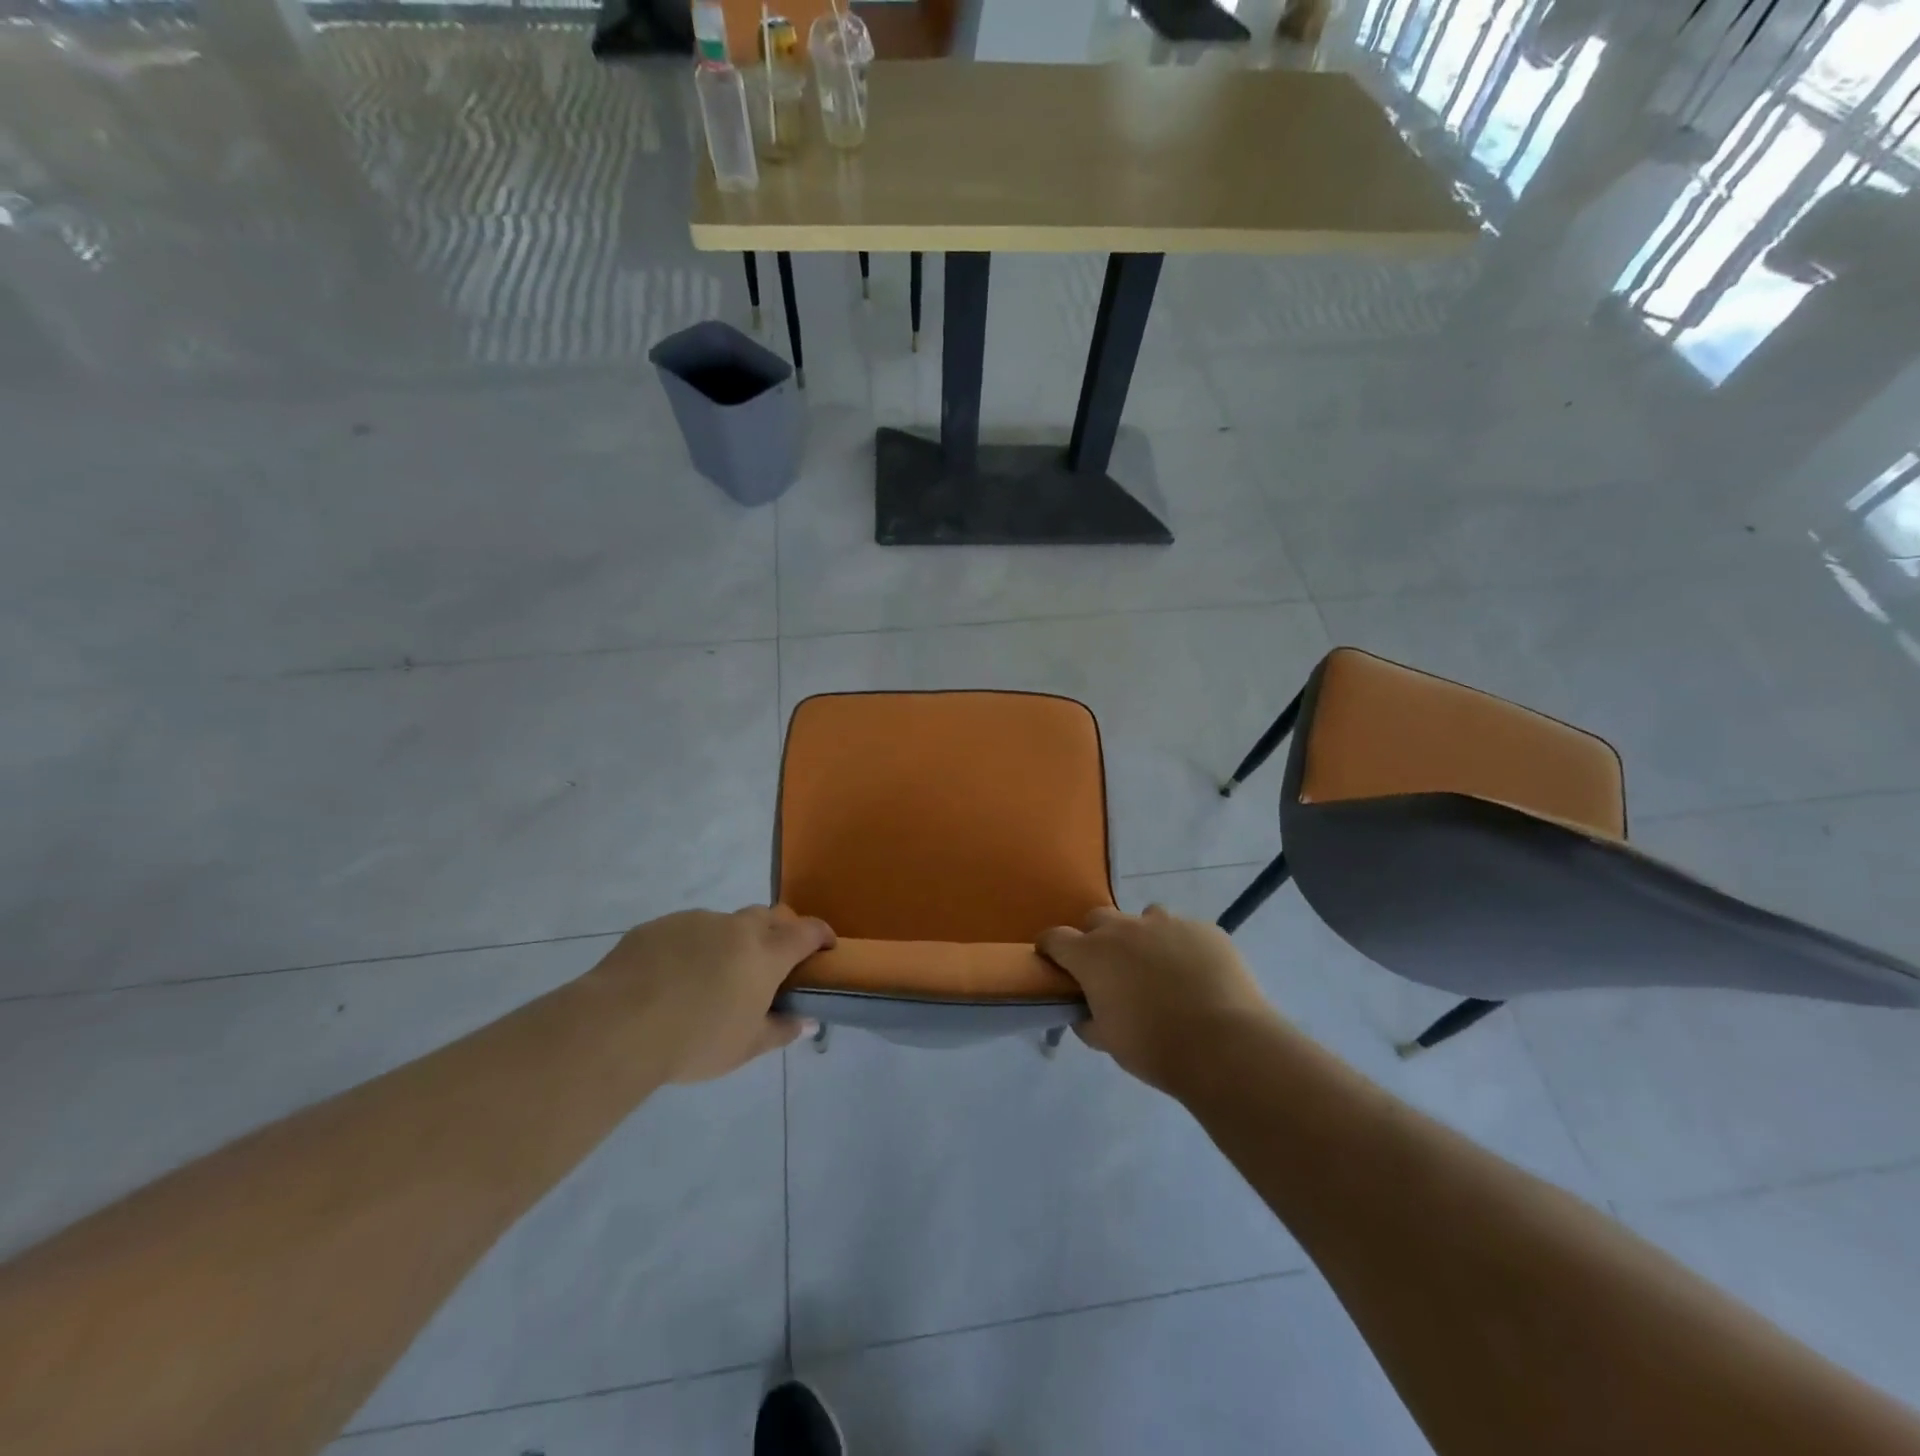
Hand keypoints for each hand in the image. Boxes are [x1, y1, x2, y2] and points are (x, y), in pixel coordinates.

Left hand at [585, 906, 833, 1082]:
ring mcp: (695, 921)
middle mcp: (736, 927)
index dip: (821, 935)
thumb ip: (781, 1029)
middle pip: (770, 916)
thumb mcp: (745, 1047)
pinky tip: (673, 977)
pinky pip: (687, 930)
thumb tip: (808, 1021)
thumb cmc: (694, 1041)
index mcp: (765, 953)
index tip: (826, 948)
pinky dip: (693, 946)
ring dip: (732, 941)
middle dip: (779, 932)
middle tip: (773, 962)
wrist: (617, 1025)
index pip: (807, 931)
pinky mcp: (659, 925)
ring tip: (714, 976)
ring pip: (726, 923)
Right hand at [1037, 905, 1276, 1092]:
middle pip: (1098, 919)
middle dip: (1098, 939)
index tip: (1054, 963)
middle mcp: (1124, 928)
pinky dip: (1182, 948)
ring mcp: (1167, 923)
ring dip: (1143, 938)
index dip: (1051, 949)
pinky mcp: (1204, 928)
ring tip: (1160, 969)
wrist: (1224, 1045)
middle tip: (1111, 969)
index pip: (1054, 938)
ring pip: (1145, 918)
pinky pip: (1184, 931)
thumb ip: (1088, 1020)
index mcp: (1091, 955)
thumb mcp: (1108, 1041)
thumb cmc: (1154, 1048)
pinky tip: (1197, 975)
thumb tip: (1085, 1012)